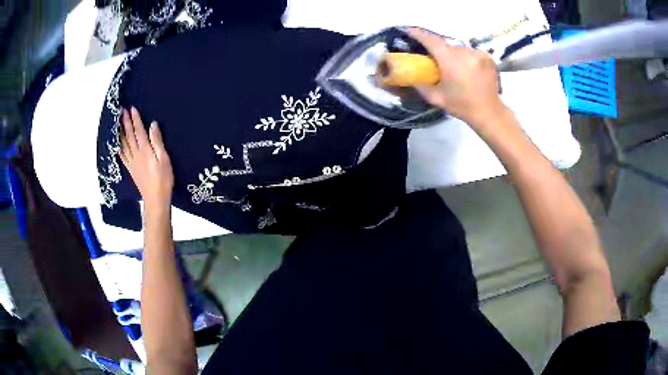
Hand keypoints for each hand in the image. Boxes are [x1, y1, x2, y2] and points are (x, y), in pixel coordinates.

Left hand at [119, 107, 173, 211]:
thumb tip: (152, 125)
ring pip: (123, 144)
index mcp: (145, 150)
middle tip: (122, 111)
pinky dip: (118, 147)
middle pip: (129, 135)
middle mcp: (136, 154)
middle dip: (125, 122)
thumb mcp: (164, 159)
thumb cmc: (163, 179)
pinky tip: (116, 143)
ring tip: (117, 123)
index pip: (139, 131)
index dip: (135, 119)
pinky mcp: (130, 169)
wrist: (155, 199)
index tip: (132, 108)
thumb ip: (157, 141)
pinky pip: (122, 155)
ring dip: (120, 132)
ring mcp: (131, 162)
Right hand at [407, 28, 506, 128]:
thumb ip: (421, 85)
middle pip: (446, 45)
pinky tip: (467, 69)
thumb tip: (410, 77)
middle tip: (437, 61)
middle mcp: (464, 51)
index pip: (431, 40)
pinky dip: (467, 58)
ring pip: (459, 49)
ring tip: (455, 69)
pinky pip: (471, 52)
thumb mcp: (436, 98)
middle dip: (440, 51)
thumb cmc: (462, 105)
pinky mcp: (487, 57)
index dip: (418, 34)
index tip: (409, 31)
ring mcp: (478, 53)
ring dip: (454, 55)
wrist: (489, 112)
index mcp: (450, 60)